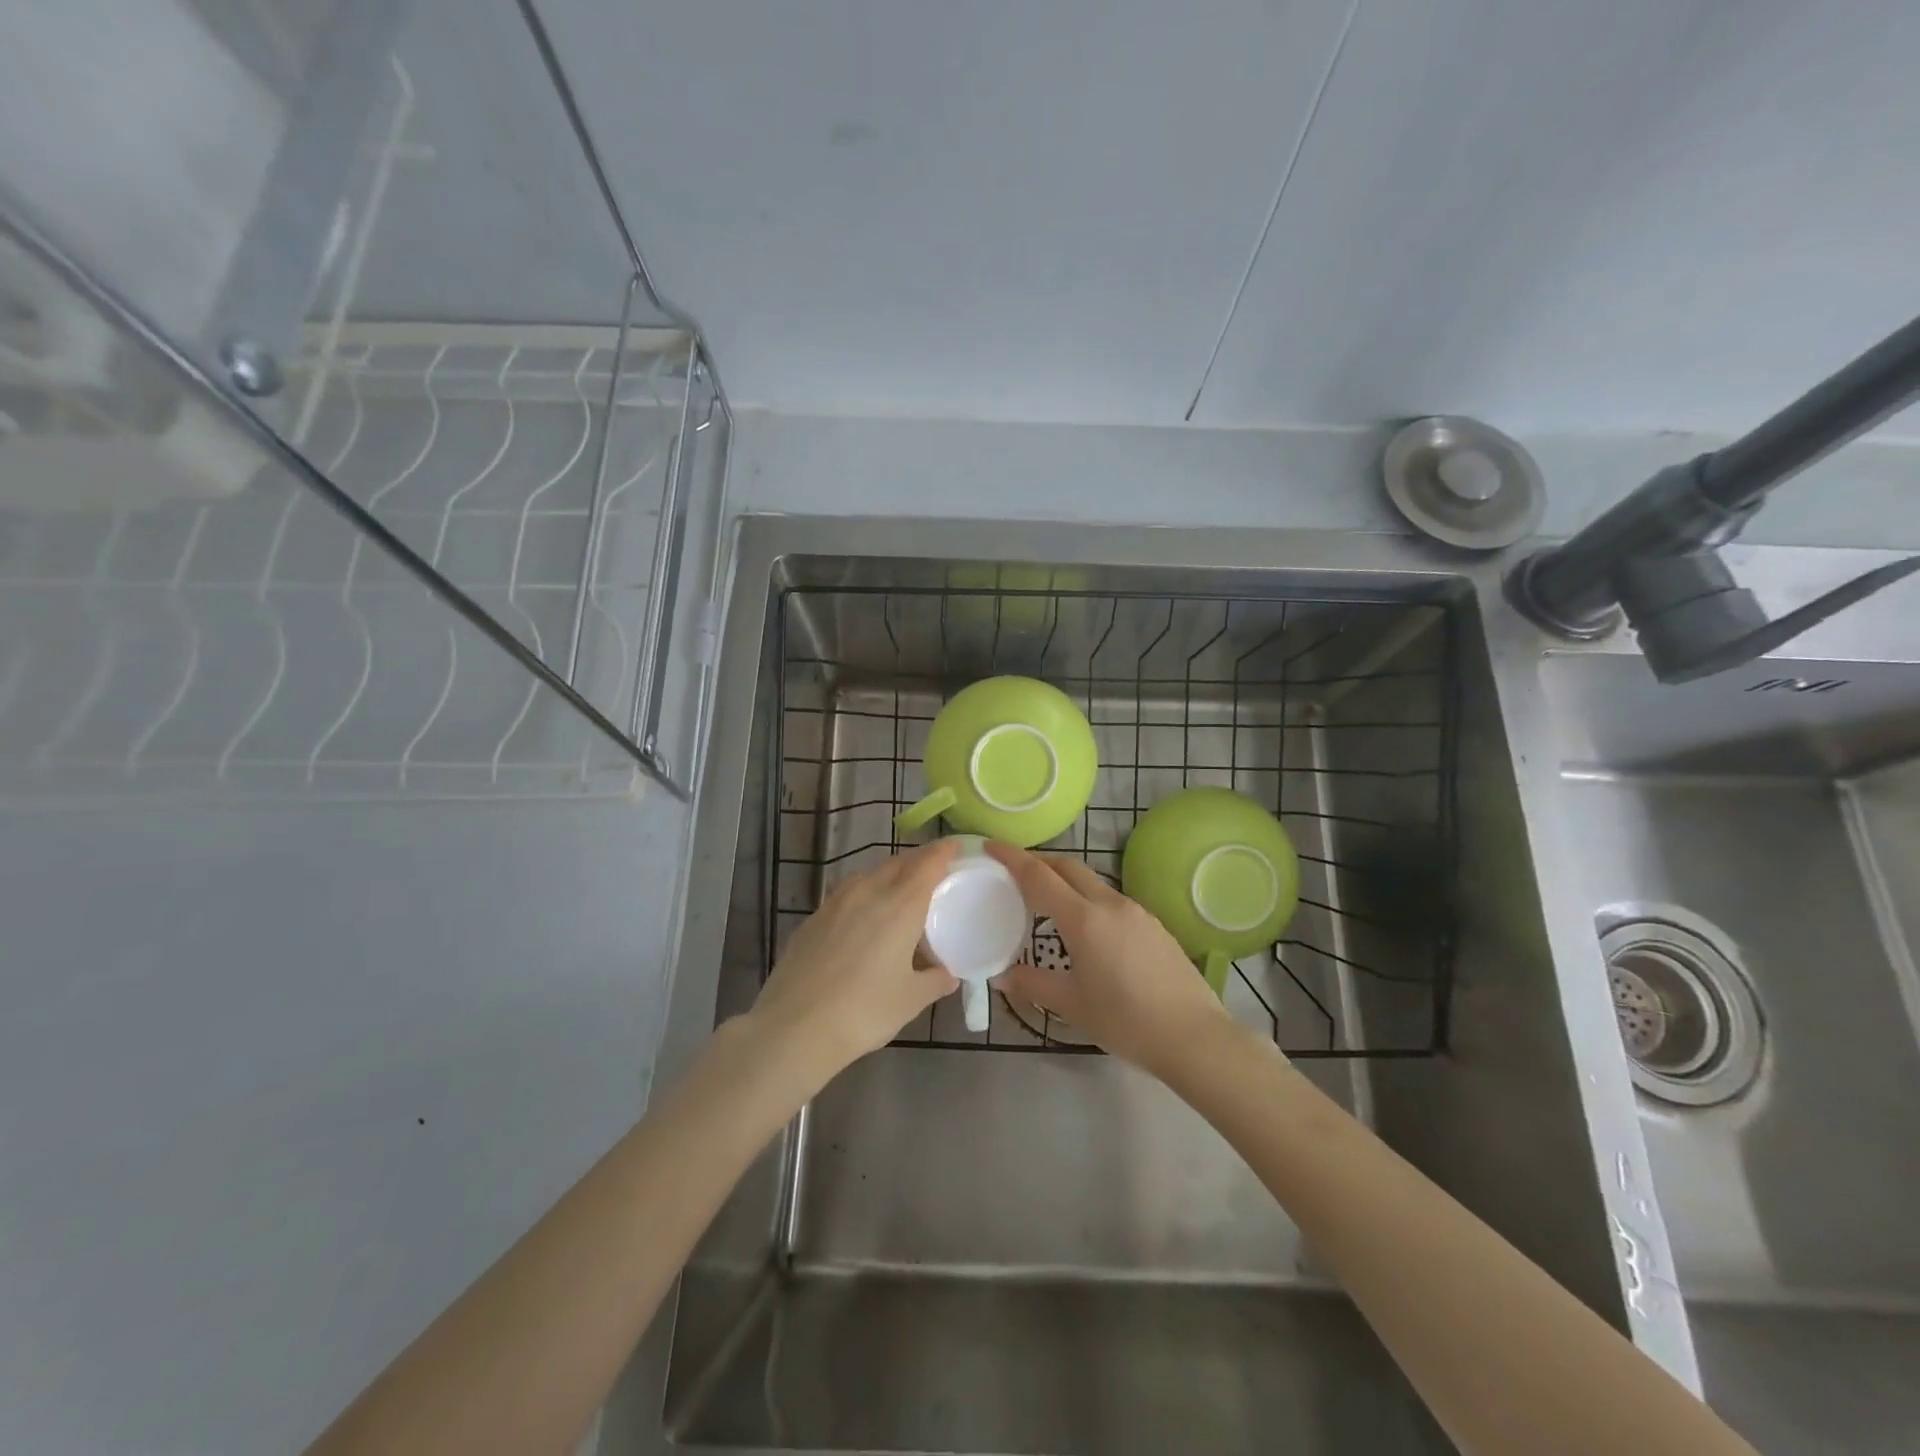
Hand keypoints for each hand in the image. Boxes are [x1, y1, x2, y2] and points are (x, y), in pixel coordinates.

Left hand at [744, 840, 958, 1081]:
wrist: (794, 1026)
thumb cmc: (864, 1011)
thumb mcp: (910, 1000)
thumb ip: (935, 981)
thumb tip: (949, 976)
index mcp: (901, 904)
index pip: (928, 863)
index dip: (944, 851)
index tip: (956, 847)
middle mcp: (869, 891)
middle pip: (898, 863)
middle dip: (918, 862)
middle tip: (934, 873)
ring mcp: (835, 902)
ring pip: (869, 875)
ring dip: (888, 876)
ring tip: (898, 894)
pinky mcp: (812, 918)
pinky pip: (846, 894)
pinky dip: (863, 895)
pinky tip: (862, 919)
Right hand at [987, 842, 1237, 1075]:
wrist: (1195, 1037)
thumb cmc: (1126, 1021)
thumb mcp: (1072, 1005)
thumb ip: (1033, 984)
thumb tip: (1000, 976)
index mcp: (1084, 919)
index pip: (1039, 876)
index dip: (1012, 857)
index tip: (991, 845)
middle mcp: (1110, 904)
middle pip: (1068, 867)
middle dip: (1039, 862)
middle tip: (1013, 871)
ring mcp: (1136, 911)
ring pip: (1092, 882)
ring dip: (1065, 880)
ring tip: (1045, 900)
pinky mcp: (1154, 924)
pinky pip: (1111, 900)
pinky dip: (1088, 899)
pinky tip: (1085, 927)